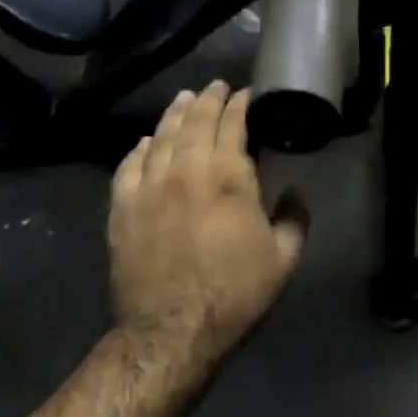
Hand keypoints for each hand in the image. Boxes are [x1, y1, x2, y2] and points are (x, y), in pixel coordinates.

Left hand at [109, 81, 305, 361]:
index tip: (248, 93)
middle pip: (195, 121)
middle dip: (208, 99)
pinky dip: (141, 147)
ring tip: (185, 99)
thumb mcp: (285, 258)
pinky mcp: (122, 208)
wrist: (172, 329)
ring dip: (175, 114)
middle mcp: (186, 170)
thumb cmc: (236, 293)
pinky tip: (147, 141)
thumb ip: (295, 218)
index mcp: (230, 177)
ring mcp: (148, 187)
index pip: (233, 123)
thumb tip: (295, 192)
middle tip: (217, 86)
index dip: (241, 104)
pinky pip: (129, 165)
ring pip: (161, 136)